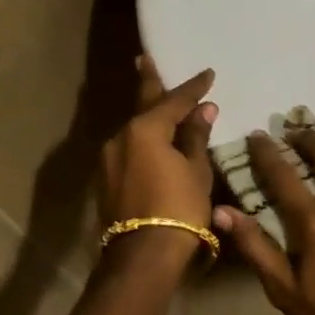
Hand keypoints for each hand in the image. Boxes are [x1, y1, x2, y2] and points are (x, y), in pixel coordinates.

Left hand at [99, 58, 216, 263]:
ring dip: (147, 115)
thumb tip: (203, 109)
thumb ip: (195, 136)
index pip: (174, 100)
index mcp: (145, 129)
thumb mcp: (196, 170)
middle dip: (148, 82)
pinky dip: (142, 139)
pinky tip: (151, 140)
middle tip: (144, 59)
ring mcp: (109, 159)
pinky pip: (128, 148)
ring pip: (133, 129)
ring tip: (158, 104)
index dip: (193, 87)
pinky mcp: (106, 180)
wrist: (143, 254)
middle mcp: (120, 137)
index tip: (208, 74)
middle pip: (141, 105)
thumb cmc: (179, 208)